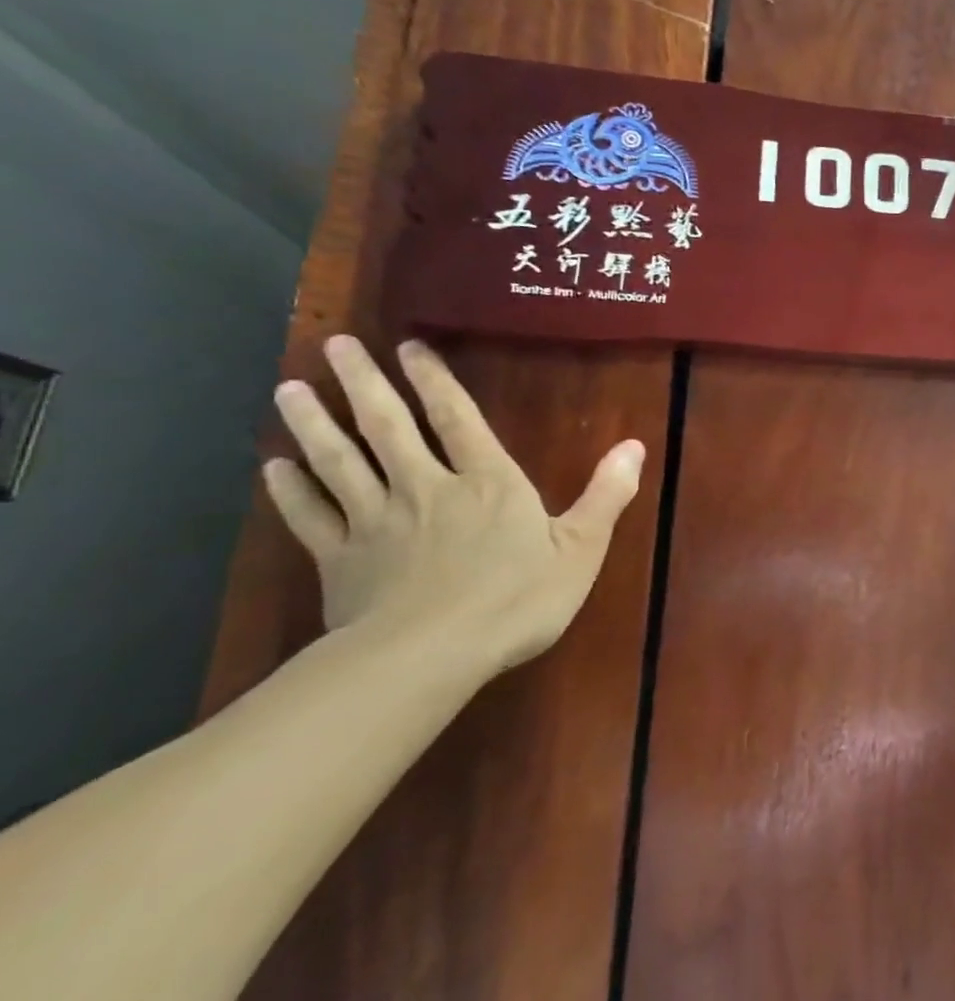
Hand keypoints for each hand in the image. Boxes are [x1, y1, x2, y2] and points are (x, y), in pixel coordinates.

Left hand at [261, 336, 644, 673]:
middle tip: (336, 345)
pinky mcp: (342, 560)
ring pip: (340, 462)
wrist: (431, 655)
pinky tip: (275, 467)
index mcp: (487, 483)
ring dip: (315, 424)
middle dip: (364, 384)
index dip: (435, 381)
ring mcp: (377, 522)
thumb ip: (606, 495)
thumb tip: (634, 446)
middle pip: (388, 428)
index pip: (458, 419)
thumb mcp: (581, 548)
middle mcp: (426, 489)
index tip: (409, 346)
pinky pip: (311, 516)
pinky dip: (291, 490)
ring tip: (290, 389)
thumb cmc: (518, 599)